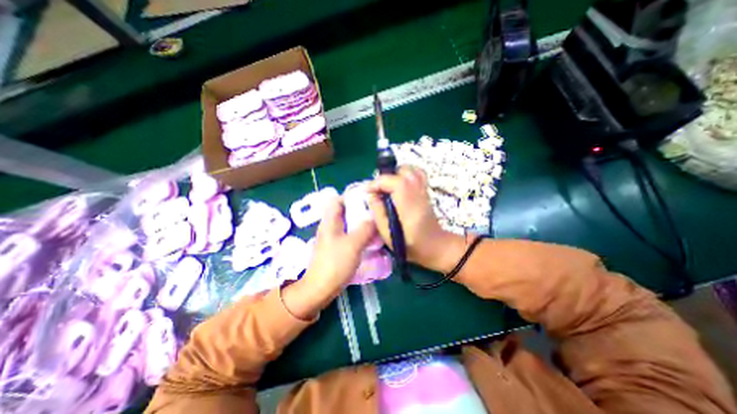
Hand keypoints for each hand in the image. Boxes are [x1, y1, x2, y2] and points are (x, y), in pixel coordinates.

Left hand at [281, 196, 373, 318]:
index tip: (368, 198)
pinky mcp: (337, 247)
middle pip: (345, 211)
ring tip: (375, 223)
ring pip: (348, 223)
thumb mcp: (353, 244)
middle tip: (376, 212)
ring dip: (360, 222)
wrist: (320, 288)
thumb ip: (365, 229)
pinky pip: (349, 234)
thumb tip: (375, 218)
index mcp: (330, 221)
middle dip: (360, 210)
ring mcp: (333, 237)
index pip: (338, 199)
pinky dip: (359, 233)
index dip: (351, 196)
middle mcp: (330, 226)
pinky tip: (369, 237)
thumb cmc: (335, 264)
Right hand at [364, 167, 461, 273]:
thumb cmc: (411, 245)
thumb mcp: (388, 235)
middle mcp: (418, 194)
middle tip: (378, 190)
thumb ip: (378, 213)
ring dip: (395, 174)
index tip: (368, 191)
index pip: (395, 182)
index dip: (378, 182)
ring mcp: (424, 191)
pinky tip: (400, 185)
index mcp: (409, 206)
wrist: (436, 246)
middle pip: (403, 171)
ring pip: (410, 170)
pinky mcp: (426, 191)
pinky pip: (417, 174)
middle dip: (386, 177)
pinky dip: (406, 174)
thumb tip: (372, 195)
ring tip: (387, 187)